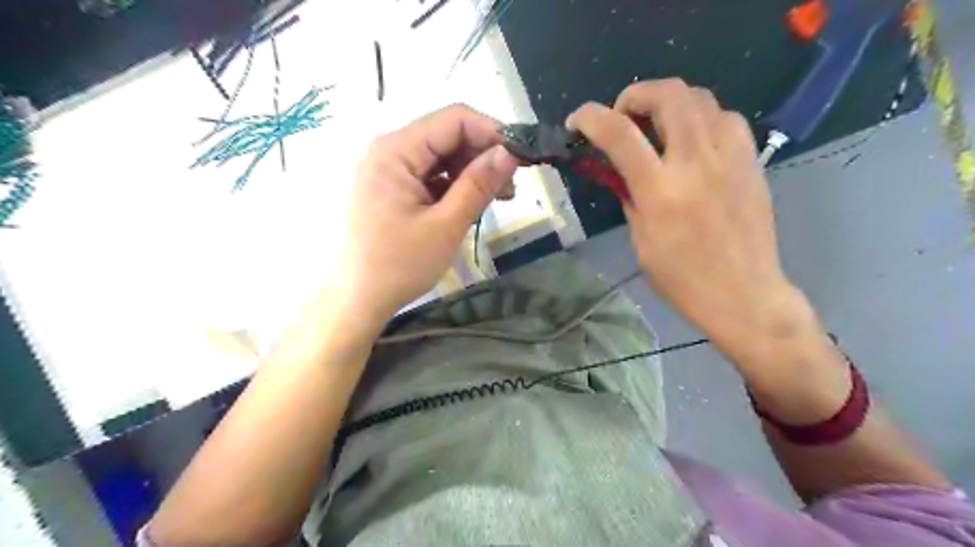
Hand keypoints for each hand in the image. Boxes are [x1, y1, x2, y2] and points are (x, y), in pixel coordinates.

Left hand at [329, 102, 517, 324]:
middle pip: (447, 134)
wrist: (358, 299)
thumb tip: (511, 152)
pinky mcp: (392, 187)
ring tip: (496, 198)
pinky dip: (454, 185)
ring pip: (441, 155)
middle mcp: (389, 149)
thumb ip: (479, 184)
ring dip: (472, 171)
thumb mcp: (446, 225)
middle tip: (510, 187)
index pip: (454, 119)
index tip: (521, 159)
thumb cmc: (399, 265)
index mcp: (395, 150)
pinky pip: (430, 174)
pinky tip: (469, 204)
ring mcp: (388, 168)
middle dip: (483, 155)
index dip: (492, 132)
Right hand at [568, 80, 812, 355]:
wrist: (743, 294)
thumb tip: (621, 170)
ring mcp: (730, 157)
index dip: (591, 117)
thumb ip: (630, 196)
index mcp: (661, 191)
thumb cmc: (682, 278)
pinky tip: (693, 139)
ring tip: (658, 125)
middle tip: (624, 115)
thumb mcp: (641, 241)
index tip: (578, 120)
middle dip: (636, 94)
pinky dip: (702, 117)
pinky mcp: (752, 161)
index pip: (619, 134)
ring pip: (701, 97)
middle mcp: (697, 163)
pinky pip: (726, 118)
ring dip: (670, 102)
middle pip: (669, 94)